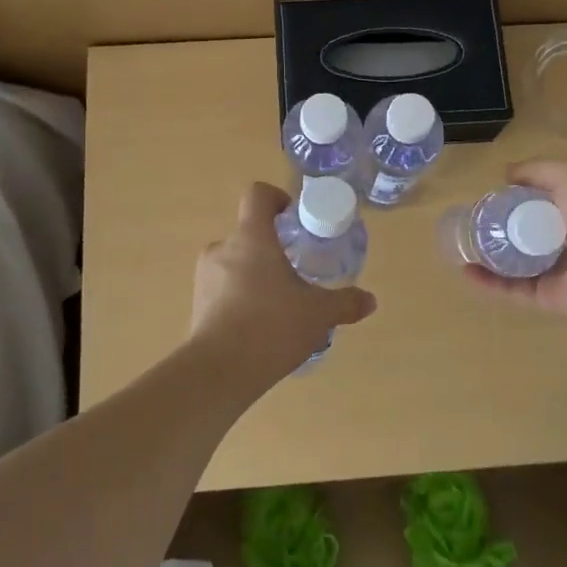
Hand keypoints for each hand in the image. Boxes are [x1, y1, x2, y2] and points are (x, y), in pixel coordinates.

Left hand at [189, 183, 376, 375]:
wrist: (219, 371)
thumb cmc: (272, 326)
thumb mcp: (318, 313)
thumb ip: (345, 303)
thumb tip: (370, 301)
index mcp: (252, 237)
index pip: (257, 195)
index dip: (276, 199)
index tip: (293, 219)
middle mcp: (223, 248)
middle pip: (248, 233)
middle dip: (272, 248)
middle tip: (295, 272)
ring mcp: (204, 276)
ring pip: (234, 263)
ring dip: (255, 275)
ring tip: (278, 304)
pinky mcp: (197, 304)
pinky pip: (223, 289)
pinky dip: (240, 298)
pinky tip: (258, 326)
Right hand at [461, 159, 566, 338]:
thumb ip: (540, 169)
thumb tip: (508, 173)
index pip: (551, 199)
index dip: (524, 194)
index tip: (496, 191)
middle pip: (534, 231)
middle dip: (505, 224)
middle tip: (475, 217)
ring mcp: (563, 271)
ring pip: (521, 262)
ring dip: (493, 254)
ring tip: (464, 243)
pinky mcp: (550, 298)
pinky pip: (515, 289)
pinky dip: (490, 282)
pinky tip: (467, 270)